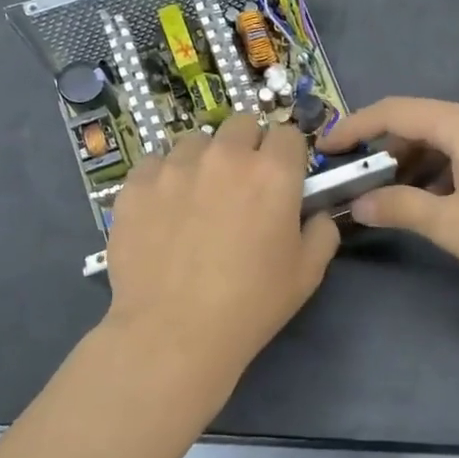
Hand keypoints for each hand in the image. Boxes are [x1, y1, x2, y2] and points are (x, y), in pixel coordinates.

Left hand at [106, 115, 339, 374]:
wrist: (175, 332)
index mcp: (272, 173)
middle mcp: (224, 157)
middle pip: (240, 125)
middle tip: (242, 186)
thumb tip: (314, 213)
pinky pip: (154, 164)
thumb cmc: (252, 304)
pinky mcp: (135, 185)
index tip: (282, 179)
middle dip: (247, 147)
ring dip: (204, 160)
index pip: (287, 134)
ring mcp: (175, 167)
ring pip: (195, 142)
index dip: (287, 155)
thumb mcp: (308, 273)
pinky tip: (164, 211)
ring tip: (198, 197)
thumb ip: (322, 231)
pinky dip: (164, 179)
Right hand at [318, 97, 458, 288]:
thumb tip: (360, 206)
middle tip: (360, 180)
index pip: (395, 111)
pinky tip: (440, 202)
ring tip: (395, 198)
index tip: (326, 148)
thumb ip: (400, 209)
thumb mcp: (450, 223)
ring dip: (417, 165)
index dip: (355, 127)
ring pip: (449, 141)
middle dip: (387, 150)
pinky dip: (445, 172)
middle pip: (423, 123)